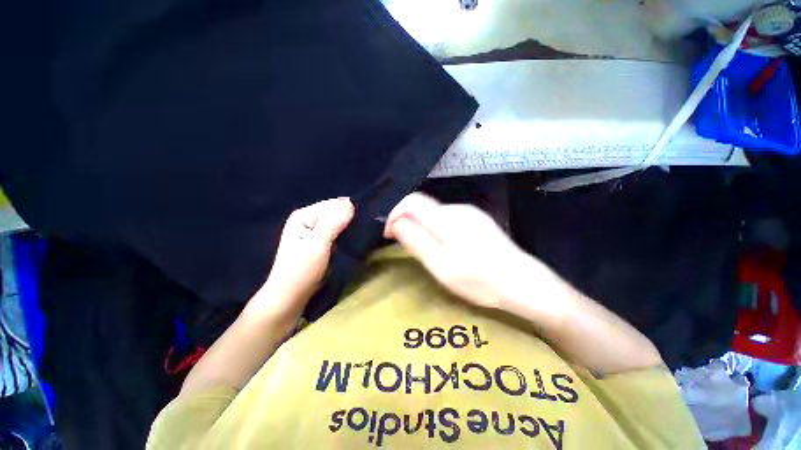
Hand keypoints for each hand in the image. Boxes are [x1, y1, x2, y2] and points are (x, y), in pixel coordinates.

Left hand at [253, 197, 354, 318]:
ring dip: (350, 229)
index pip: (334, 204)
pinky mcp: (322, 242)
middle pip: (337, 212)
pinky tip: (354, 242)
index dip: (349, 212)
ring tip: (360, 238)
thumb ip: (333, 223)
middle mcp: (310, 219)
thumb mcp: (317, 245)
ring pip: (340, 223)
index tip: (362, 224)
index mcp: (304, 215)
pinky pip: (339, 233)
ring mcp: (316, 231)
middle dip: (350, 220)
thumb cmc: (301, 271)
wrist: (290, 298)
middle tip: (362, 233)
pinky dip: (347, 236)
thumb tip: (351, 204)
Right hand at [384, 192, 539, 309]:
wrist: (524, 283)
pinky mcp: (478, 220)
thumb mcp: (440, 265)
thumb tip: (395, 223)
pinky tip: (446, 248)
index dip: (394, 214)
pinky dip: (437, 229)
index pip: (411, 201)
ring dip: (423, 227)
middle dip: (408, 223)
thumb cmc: (479, 279)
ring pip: (435, 213)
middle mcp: (458, 209)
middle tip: (406, 247)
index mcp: (446, 218)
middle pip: (423, 207)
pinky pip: (448, 219)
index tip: (388, 234)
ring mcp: (470, 213)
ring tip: (426, 250)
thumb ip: (416, 240)